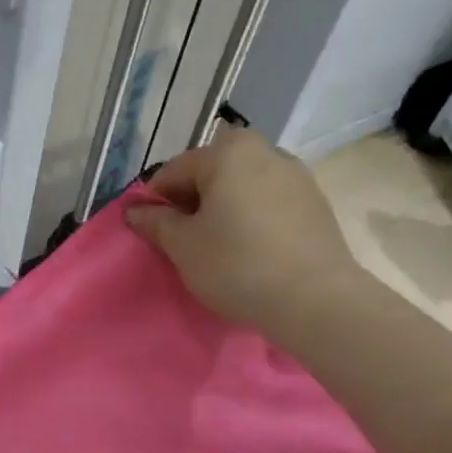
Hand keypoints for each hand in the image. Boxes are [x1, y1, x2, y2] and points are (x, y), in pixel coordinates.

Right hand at [126, 129, 361, 338]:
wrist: (316, 300)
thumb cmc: (237, 265)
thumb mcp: (183, 246)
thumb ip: (155, 222)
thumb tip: (134, 210)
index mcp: (228, 152)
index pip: (175, 170)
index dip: (155, 200)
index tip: (149, 230)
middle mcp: (265, 151)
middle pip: (213, 173)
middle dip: (193, 200)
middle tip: (183, 238)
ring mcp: (297, 176)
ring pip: (243, 186)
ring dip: (225, 208)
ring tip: (217, 245)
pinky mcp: (317, 204)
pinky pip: (270, 202)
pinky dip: (253, 217)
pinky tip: (250, 249)